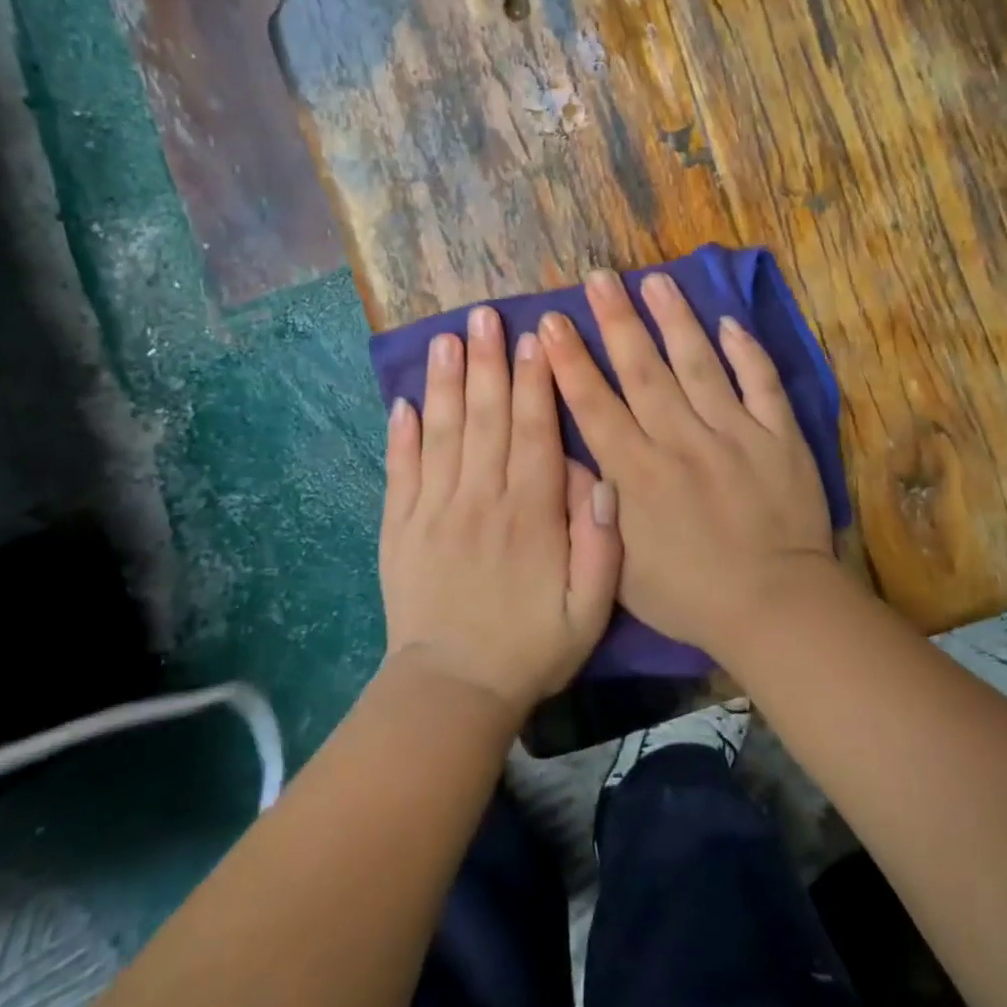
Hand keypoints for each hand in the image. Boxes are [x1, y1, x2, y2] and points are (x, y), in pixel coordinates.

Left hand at [380, 305, 621, 717]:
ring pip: (443, 433)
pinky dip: (402, 433)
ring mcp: (434, 510)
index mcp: (530, 513)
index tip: (536, 338)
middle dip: (489, 363)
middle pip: (486, 418)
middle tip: (485, 316)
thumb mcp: (590, 610)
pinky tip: (404, 400)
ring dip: (446, 383)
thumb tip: (605, 480)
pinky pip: (401, 470)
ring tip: (447, 339)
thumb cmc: (530, 647)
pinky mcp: (400, 526)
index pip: (534, 431)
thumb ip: (601, 544)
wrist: (453, 691)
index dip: (536, 381)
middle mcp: (481, 499)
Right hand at [538, 269, 839, 658]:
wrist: (773, 607)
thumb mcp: (619, 567)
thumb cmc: (689, 593)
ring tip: (656, 280)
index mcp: (638, 473)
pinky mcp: (778, 437)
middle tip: (599, 278)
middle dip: (616, 321)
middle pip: (642, 370)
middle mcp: (680, 441)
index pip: (595, 405)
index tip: (552, 322)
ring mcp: (734, 434)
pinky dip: (747, 352)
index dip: (570, 361)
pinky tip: (729, 322)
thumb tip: (564, 455)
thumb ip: (591, 508)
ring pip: (699, 364)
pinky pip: (761, 385)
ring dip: (675, 320)